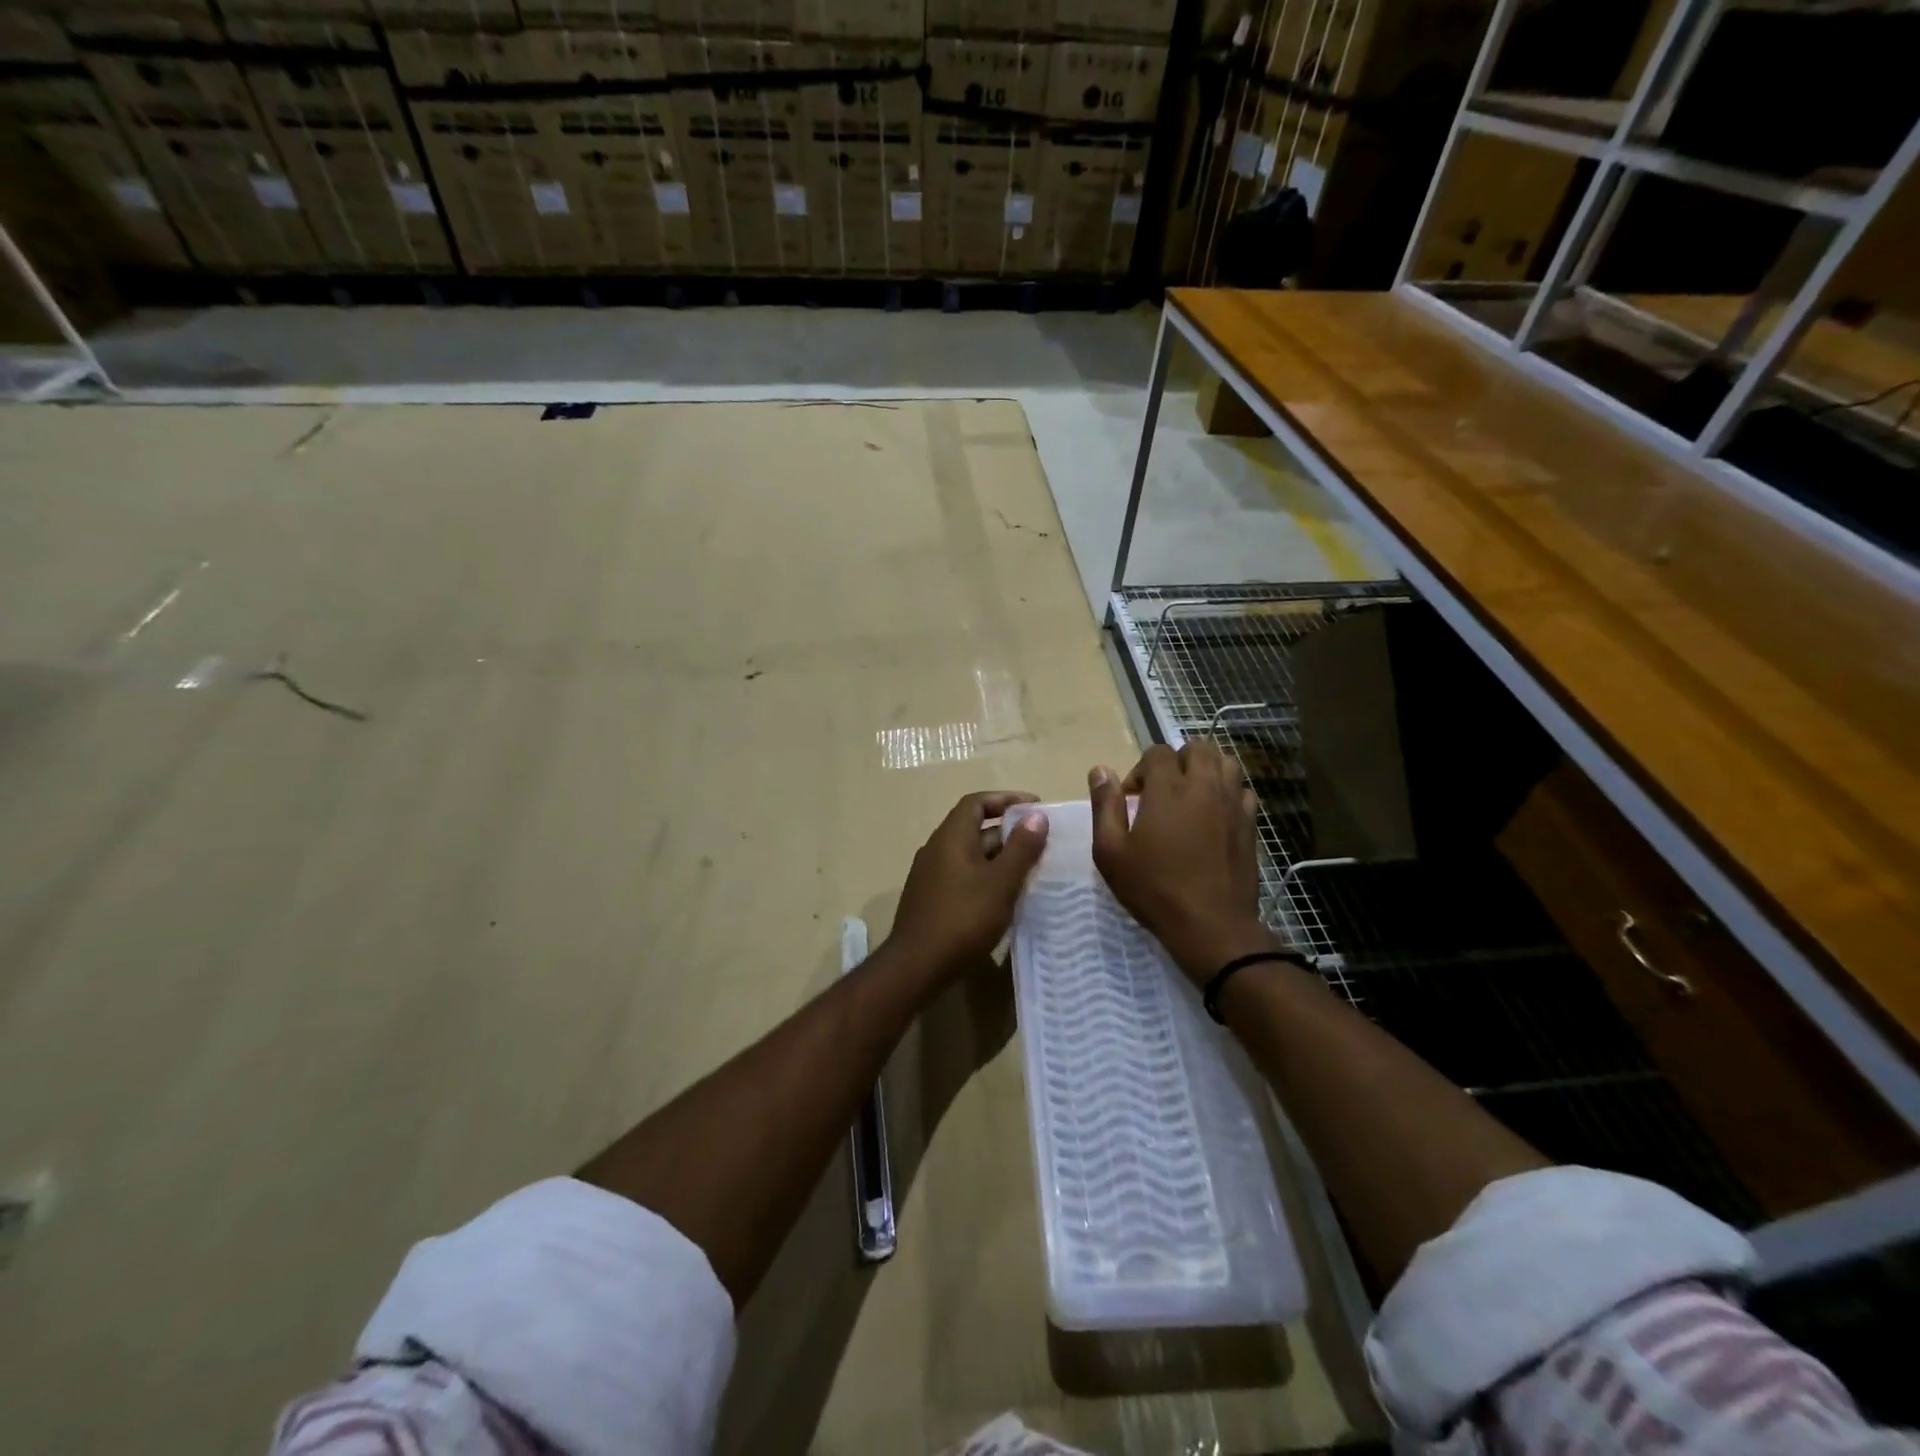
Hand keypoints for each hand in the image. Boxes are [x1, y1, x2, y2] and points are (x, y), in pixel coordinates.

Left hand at [887, 791, 1049, 976]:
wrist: (917, 965)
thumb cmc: (963, 918)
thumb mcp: (1000, 882)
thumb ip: (1021, 848)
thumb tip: (1036, 815)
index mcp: (951, 837)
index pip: (976, 803)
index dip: (1006, 799)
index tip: (1035, 807)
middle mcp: (937, 849)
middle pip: (974, 828)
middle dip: (1008, 832)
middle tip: (1041, 843)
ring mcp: (931, 876)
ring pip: (970, 856)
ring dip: (999, 858)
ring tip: (1031, 870)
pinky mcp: (932, 900)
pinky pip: (963, 876)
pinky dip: (986, 878)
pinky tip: (1006, 897)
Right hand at [1090, 743, 1272, 983]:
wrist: (1211, 926)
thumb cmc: (1154, 888)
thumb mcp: (1111, 851)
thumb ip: (1105, 806)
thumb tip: (1101, 771)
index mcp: (1168, 789)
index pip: (1158, 752)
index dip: (1141, 770)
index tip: (1133, 799)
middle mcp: (1205, 786)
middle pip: (1198, 748)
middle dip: (1177, 760)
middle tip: (1163, 791)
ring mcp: (1233, 804)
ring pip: (1226, 763)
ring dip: (1206, 770)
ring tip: (1190, 796)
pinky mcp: (1250, 824)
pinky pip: (1242, 790)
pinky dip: (1228, 792)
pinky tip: (1215, 814)